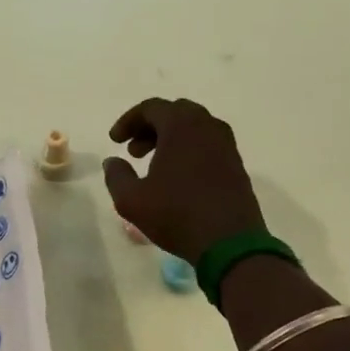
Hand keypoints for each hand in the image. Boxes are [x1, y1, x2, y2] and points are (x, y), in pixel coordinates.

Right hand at [102, 98, 265, 263]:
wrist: (229, 243)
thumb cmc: (176, 215)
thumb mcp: (131, 200)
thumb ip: (116, 175)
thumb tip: (113, 161)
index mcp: (181, 126)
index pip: (151, 108)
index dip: (128, 121)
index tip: (115, 141)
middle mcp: (207, 126)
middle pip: (174, 113)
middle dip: (150, 127)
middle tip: (134, 151)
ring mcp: (226, 145)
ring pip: (194, 128)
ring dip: (170, 138)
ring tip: (153, 164)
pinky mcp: (236, 164)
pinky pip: (208, 144)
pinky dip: (189, 149)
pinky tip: (177, 176)